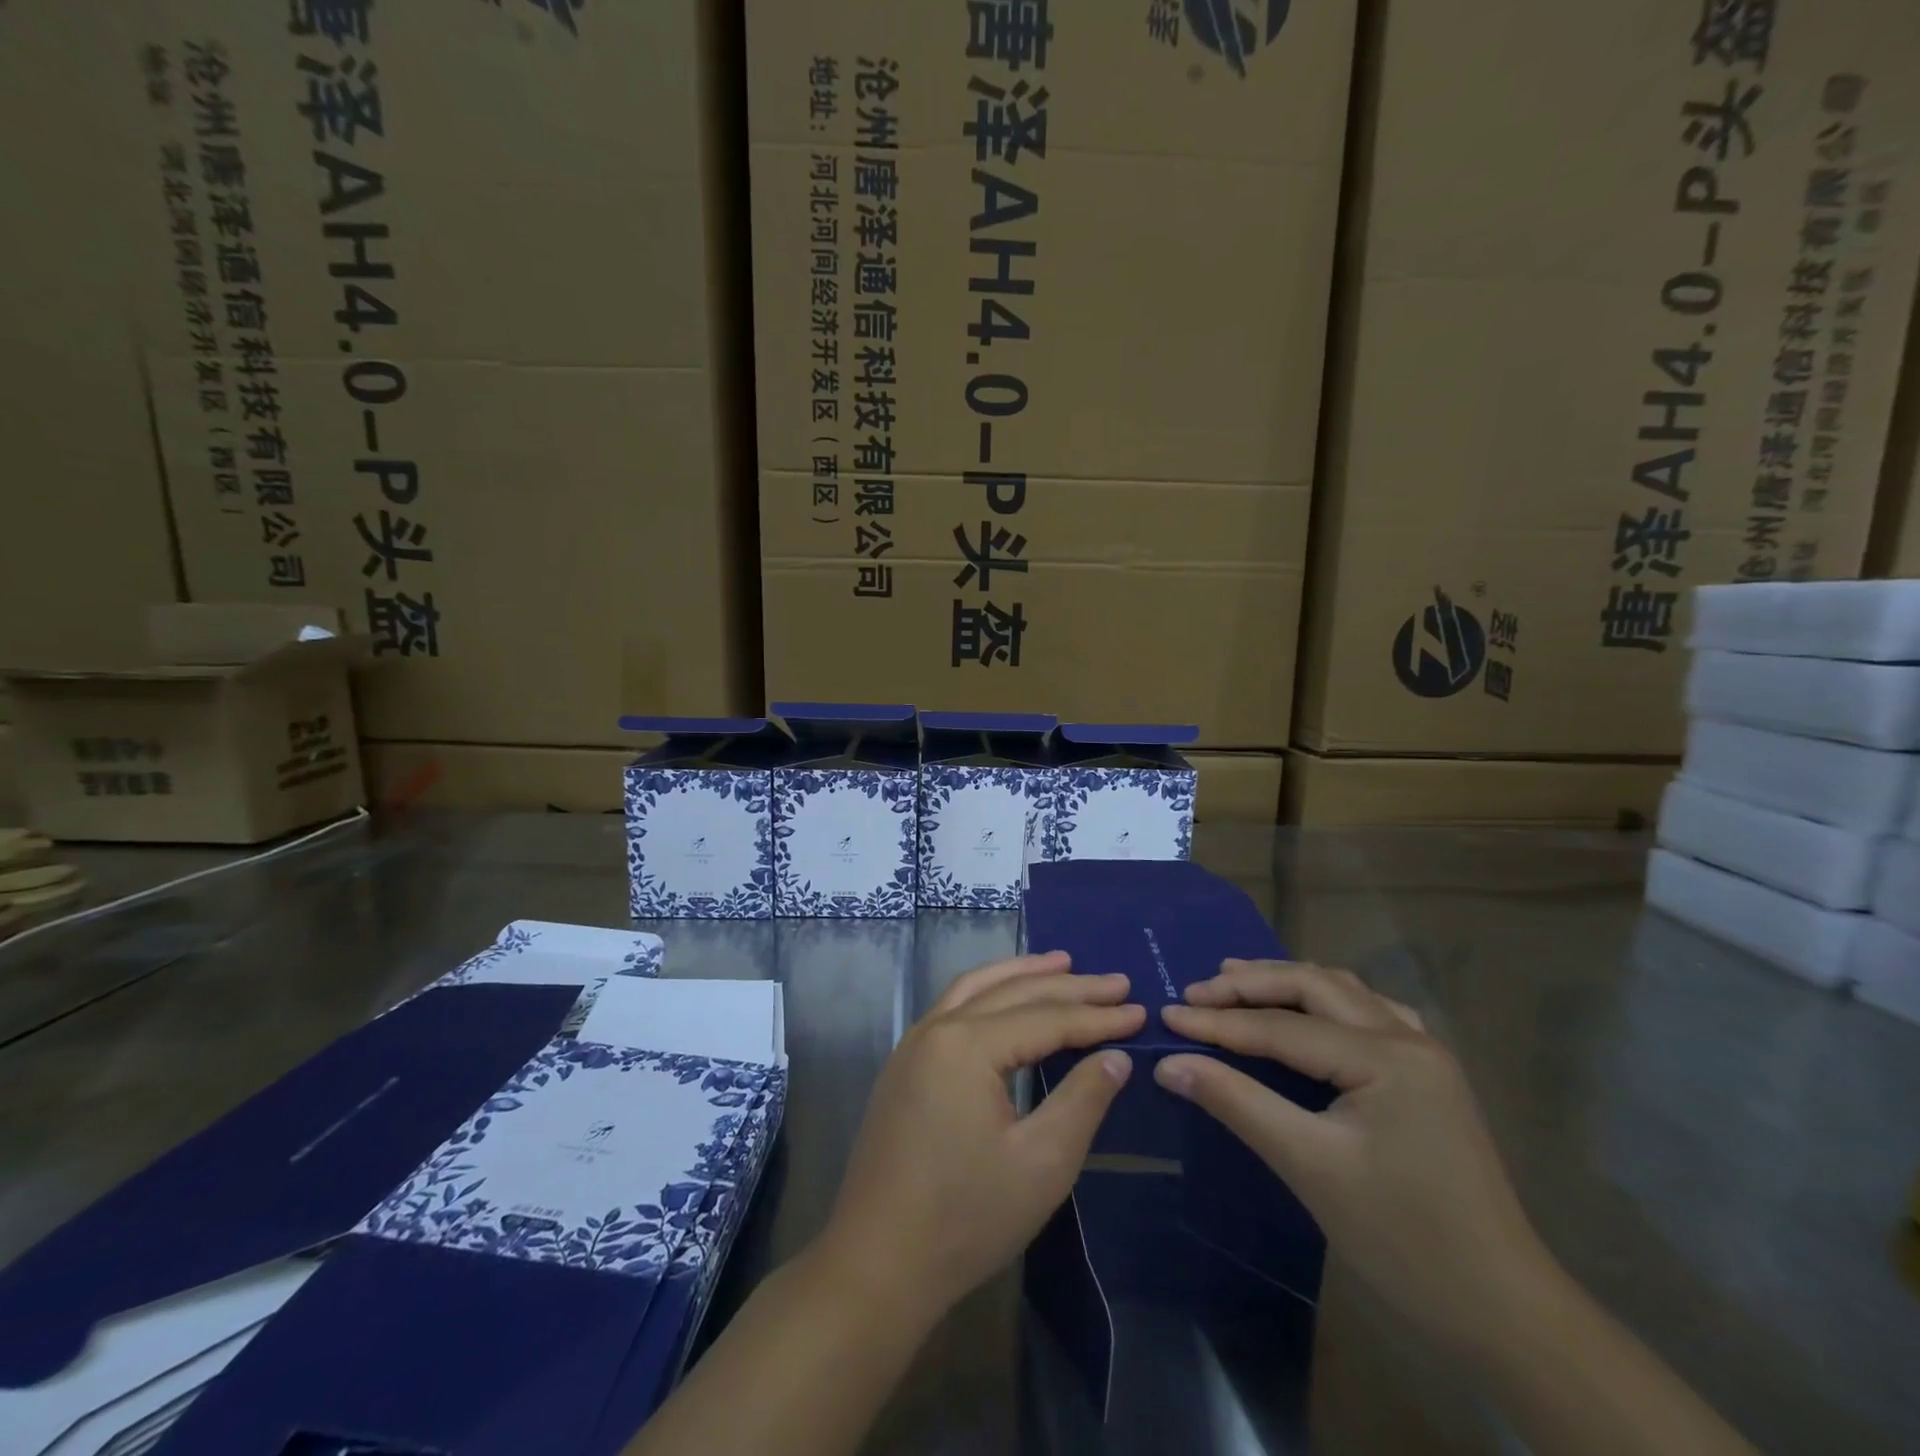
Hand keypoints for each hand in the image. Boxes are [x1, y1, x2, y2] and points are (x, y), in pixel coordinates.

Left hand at [813, 952, 1143, 1320]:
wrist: (877, 1263)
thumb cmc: (966, 1218)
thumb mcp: (1042, 1164)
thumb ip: (1083, 1099)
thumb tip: (1116, 1056)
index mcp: (967, 1045)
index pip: (1046, 1018)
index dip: (1097, 1017)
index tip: (1139, 1009)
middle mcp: (937, 1028)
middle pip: (1013, 993)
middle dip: (1068, 985)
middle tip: (1116, 981)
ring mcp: (914, 1043)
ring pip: (976, 987)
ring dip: (1022, 973)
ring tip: (1062, 963)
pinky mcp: (905, 1064)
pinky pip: (954, 1006)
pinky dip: (989, 991)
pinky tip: (1007, 998)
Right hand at [1156, 959, 1549, 1350]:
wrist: (1505, 1312)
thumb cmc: (1403, 1239)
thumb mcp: (1308, 1166)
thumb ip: (1236, 1103)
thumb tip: (1168, 1064)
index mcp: (1387, 1057)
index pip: (1282, 1027)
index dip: (1218, 1022)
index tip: (1166, 1015)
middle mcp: (1408, 1038)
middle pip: (1314, 987)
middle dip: (1250, 984)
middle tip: (1196, 992)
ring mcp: (1424, 1054)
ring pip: (1342, 992)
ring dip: (1286, 984)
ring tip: (1235, 981)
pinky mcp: (1428, 1076)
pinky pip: (1367, 1014)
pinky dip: (1324, 1002)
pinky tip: (1307, 1011)